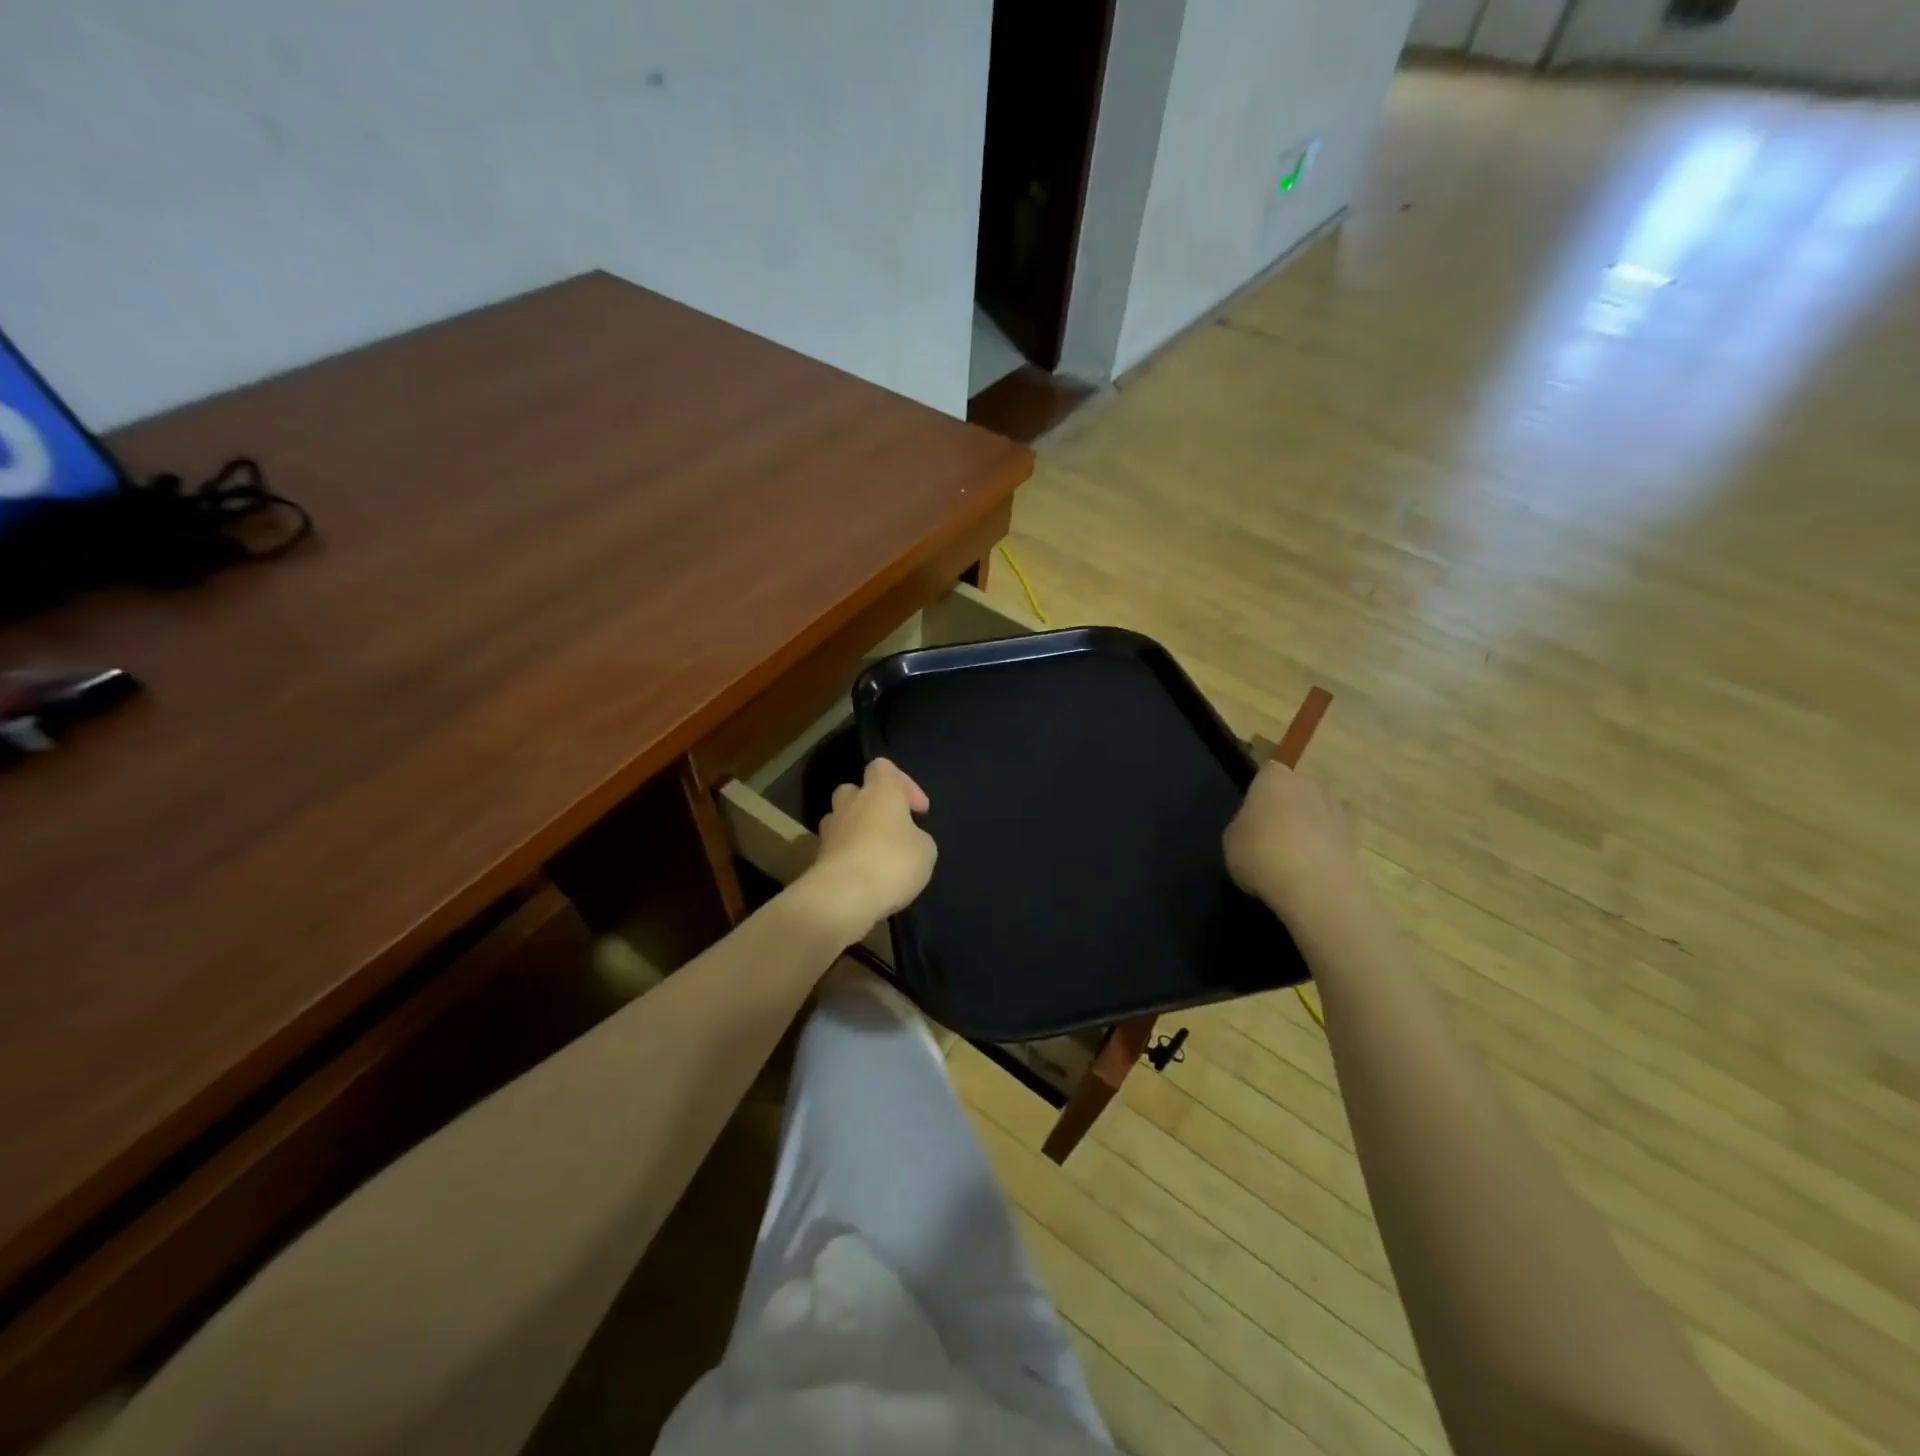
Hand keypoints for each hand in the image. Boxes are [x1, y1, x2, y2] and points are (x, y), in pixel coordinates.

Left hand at [794, 758, 936, 943]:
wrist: (843, 897)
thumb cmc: (892, 862)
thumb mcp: (925, 850)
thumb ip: (916, 836)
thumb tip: (905, 838)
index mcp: (879, 791)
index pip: (883, 767)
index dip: (903, 784)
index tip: (918, 810)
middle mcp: (850, 803)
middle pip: (854, 790)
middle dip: (871, 805)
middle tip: (890, 827)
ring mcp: (830, 831)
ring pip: (841, 819)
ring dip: (856, 831)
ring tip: (875, 854)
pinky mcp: (818, 858)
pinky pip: (836, 849)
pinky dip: (848, 857)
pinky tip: (865, 877)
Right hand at [1223, 763, 1371, 933]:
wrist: (1315, 887)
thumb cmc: (1261, 854)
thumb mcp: (1231, 841)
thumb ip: (1243, 826)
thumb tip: (1255, 828)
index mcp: (1274, 778)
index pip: (1266, 773)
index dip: (1259, 793)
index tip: (1252, 815)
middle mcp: (1309, 784)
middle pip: (1297, 789)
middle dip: (1288, 806)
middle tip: (1273, 834)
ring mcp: (1338, 809)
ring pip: (1320, 811)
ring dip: (1311, 825)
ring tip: (1296, 854)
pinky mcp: (1358, 838)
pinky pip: (1336, 837)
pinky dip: (1328, 847)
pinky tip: (1315, 868)